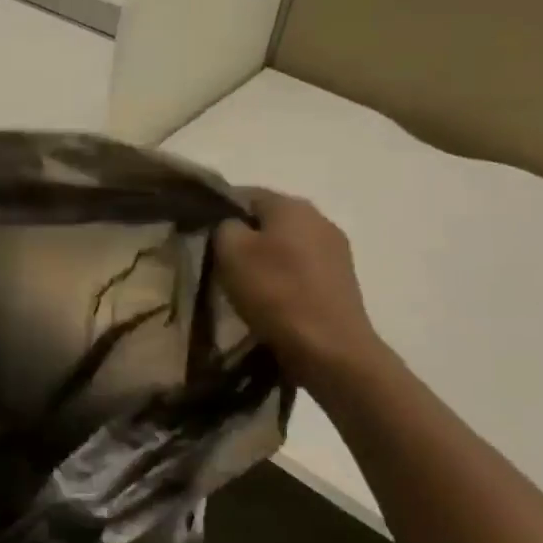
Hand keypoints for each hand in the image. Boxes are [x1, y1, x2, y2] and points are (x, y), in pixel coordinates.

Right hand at [214, 189, 381, 380]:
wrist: (331, 349)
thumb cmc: (276, 293)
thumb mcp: (230, 251)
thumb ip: (224, 226)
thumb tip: (229, 225)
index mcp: (292, 205)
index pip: (244, 194)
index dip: (218, 210)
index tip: (201, 235)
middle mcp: (319, 218)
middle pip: (268, 219)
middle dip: (243, 236)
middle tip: (218, 262)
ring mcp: (336, 250)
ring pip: (286, 245)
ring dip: (265, 259)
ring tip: (243, 285)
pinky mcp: (342, 280)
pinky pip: (302, 269)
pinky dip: (284, 279)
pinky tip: (271, 300)